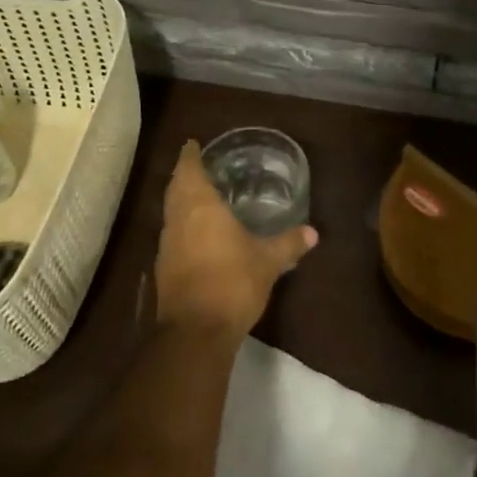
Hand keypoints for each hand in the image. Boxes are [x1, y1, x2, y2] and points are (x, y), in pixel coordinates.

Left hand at [151, 140, 317, 339]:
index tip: (192, 144)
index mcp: (200, 207)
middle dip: (184, 176)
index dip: (190, 156)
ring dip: (180, 201)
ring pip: (170, 213)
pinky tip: (196, 235)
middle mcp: (178, 220)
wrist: (196, 332)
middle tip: (197, 166)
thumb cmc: (232, 282)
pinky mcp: (163, 269)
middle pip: (175, 189)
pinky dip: (182, 226)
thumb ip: (288, 243)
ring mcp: (166, 246)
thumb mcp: (268, 261)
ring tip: (198, 197)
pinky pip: (172, 236)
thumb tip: (313, 232)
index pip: (189, 170)